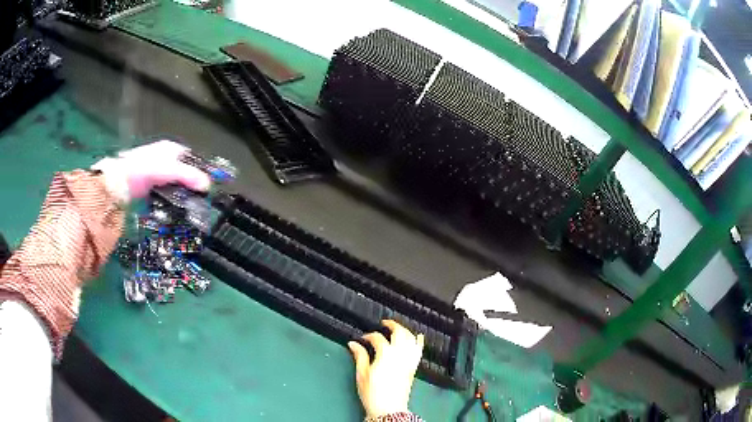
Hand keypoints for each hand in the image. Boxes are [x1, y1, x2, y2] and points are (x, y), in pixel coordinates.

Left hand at [91, 140, 211, 202]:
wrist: (117, 184)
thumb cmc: (143, 169)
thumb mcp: (168, 169)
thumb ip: (188, 176)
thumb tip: (208, 185)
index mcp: (171, 149)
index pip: (192, 159)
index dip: (201, 171)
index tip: (208, 187)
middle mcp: (166, 161)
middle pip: (185, 175)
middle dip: (192, 187)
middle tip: (200, 202)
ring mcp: (157, 177)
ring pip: (176, 187)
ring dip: (182, 198)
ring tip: (190, 211)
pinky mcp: (151, 191)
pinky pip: (166, 197)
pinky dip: (171, 204)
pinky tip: (176, 212)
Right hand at [348, 320, 424, 418]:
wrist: (388, 408)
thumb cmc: (373, 394)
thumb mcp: (361, 374)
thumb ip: (360, 356)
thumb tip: (354, 344)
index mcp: (385, 355)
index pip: (377, 338)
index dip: (369, 336)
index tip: (363, 338)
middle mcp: (400, 355)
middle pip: (399, 332)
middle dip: (392, 325)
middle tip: (384, 323)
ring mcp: (408, 361)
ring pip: (411, 339)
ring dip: (405, 330)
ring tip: (398, 328)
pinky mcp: (413, 367)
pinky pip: (419, 350)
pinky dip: (419, 342)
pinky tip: (419, 336)